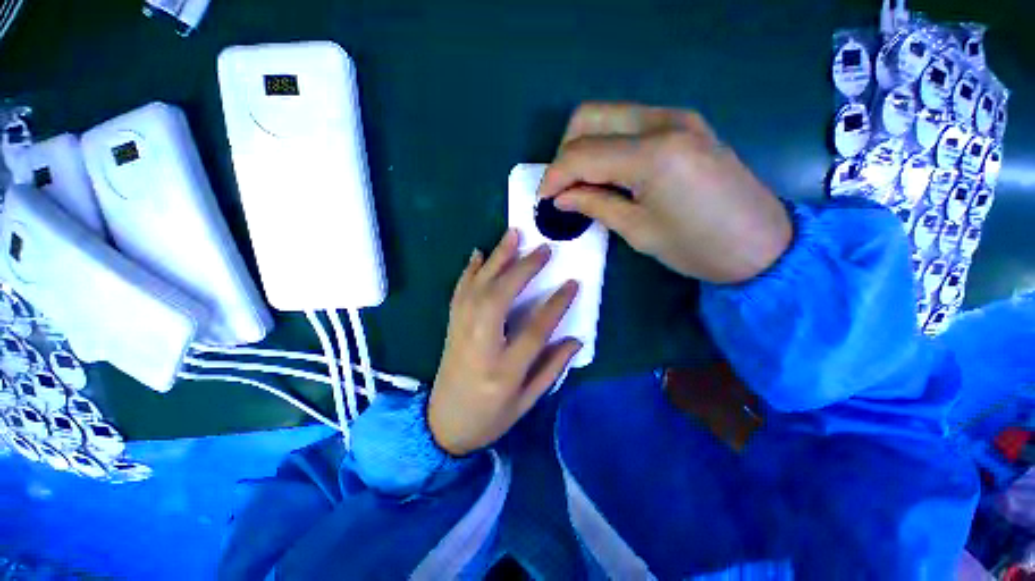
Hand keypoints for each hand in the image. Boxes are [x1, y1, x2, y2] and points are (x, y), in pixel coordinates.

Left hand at [428, 231, 581, 455]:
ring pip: (478, 287)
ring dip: (497, 259)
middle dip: (523, 269)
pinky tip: (478, 254)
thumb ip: (551, 368)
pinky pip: (460, 291)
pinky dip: (470, 270)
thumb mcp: (526, 402)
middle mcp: (479, 344)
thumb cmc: (489, 417)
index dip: (556, 304)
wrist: (441, 424)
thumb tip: (576, 340)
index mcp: (503, 370)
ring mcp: (460, 332)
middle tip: (544, 249)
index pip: (534, 329)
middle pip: (500, 297)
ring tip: (512, 235)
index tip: (572, 283)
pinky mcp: (451, 326)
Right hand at [538, 103, 792, 283]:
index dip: (554, 176)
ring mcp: (677, 117)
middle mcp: (663, 122)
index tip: (543, 199)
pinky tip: (606, 171)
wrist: (764, 244)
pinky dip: (606, 143)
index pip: (582, 153)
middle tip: (561, 187)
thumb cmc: (699, 247)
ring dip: (584, 145)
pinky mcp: (684, 123)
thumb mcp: (638, 231)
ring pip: (607, 114)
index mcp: (652, 155)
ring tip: (580, 182)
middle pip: (588, 117)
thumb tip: (561, 196)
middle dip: (564, 153)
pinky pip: (628, 122)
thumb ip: (595, 204)